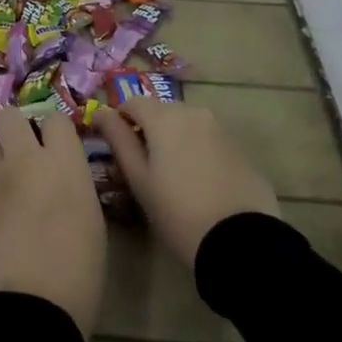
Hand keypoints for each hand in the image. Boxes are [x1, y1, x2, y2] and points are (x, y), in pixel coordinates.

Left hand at [0, 105, 105, 339]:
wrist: (32, 306)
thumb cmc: (80, 268)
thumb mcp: (92, 218)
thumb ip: (75, 184)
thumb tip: (64, 178)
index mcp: (64, 163)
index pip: (55, 118)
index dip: (57, 130)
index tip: (61, 147)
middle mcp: (27, 162)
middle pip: (10, 117)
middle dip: (18, 128)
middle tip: (30, 151)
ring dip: (2, 157)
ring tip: (15, 182)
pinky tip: (5, 215)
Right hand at [94, 100, 278, 266]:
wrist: (240, 240)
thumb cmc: (177, 211)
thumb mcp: (139, 179)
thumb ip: (118, 140)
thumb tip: (101, 113)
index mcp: (165, 117)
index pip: (132, 102)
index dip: (120, 119)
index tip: (117, 146)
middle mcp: (194, 112)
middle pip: (161, 111)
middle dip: (148, 129)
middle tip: (143, 165)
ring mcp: (221, 128)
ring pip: (186, 124)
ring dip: (174, 139)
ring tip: (171, 175)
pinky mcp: (239, 147)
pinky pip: (208, 139)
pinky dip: (196, 150)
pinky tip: (198, 181)